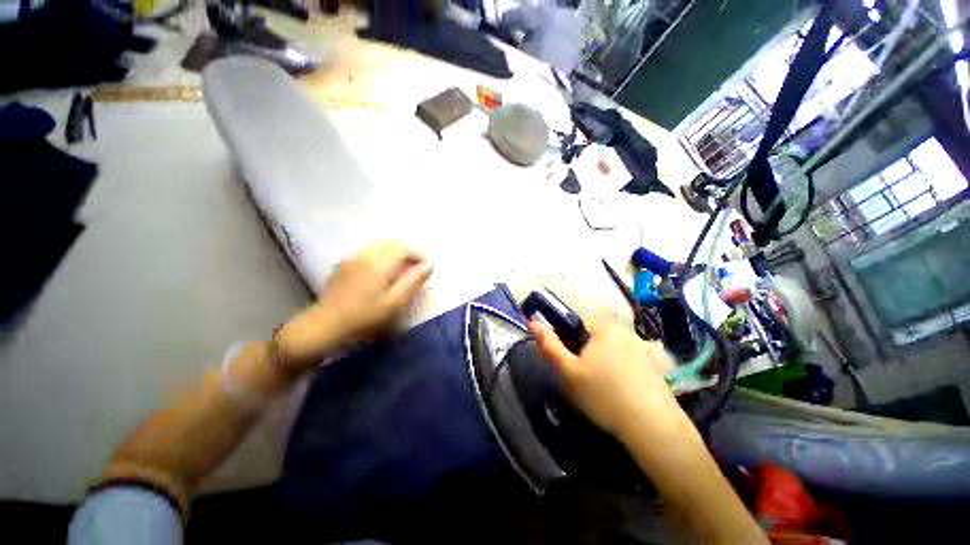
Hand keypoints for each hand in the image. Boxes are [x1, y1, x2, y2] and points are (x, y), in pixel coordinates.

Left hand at [277, 242, 432, 369]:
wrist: (324, 325)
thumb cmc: (365, 316)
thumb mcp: (395, 302)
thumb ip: (414, 281)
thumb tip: (429, 264)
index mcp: (380, 262)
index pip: (404, 248)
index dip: (419, 255)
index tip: (427, 267)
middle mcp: (366, 255)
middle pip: (392, 244)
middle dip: (408, 252)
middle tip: (416, 268)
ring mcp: (353, 259)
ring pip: (379, 247)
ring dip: (395, 253)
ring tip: (402, 269)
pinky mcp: (344, 266)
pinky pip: (368, 253)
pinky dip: (381, 257)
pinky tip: (382, 272)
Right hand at [528, 317, 685, 439]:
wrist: (652, 427)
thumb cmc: (603, 394)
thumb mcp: (569, 372)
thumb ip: (549, 345)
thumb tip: (532, 322)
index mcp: (604, 329)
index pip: (581, 322)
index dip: (572, 339)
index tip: (572, 361)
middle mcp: (626, 332)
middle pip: (599, 336)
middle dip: (590, 351)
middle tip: (586, 377)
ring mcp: (645, 349)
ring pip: (616, 349)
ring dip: (608, 361)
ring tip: (606, 387)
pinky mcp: (658, 367)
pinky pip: (633, 362)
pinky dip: (626, 371)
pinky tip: (626, 392)